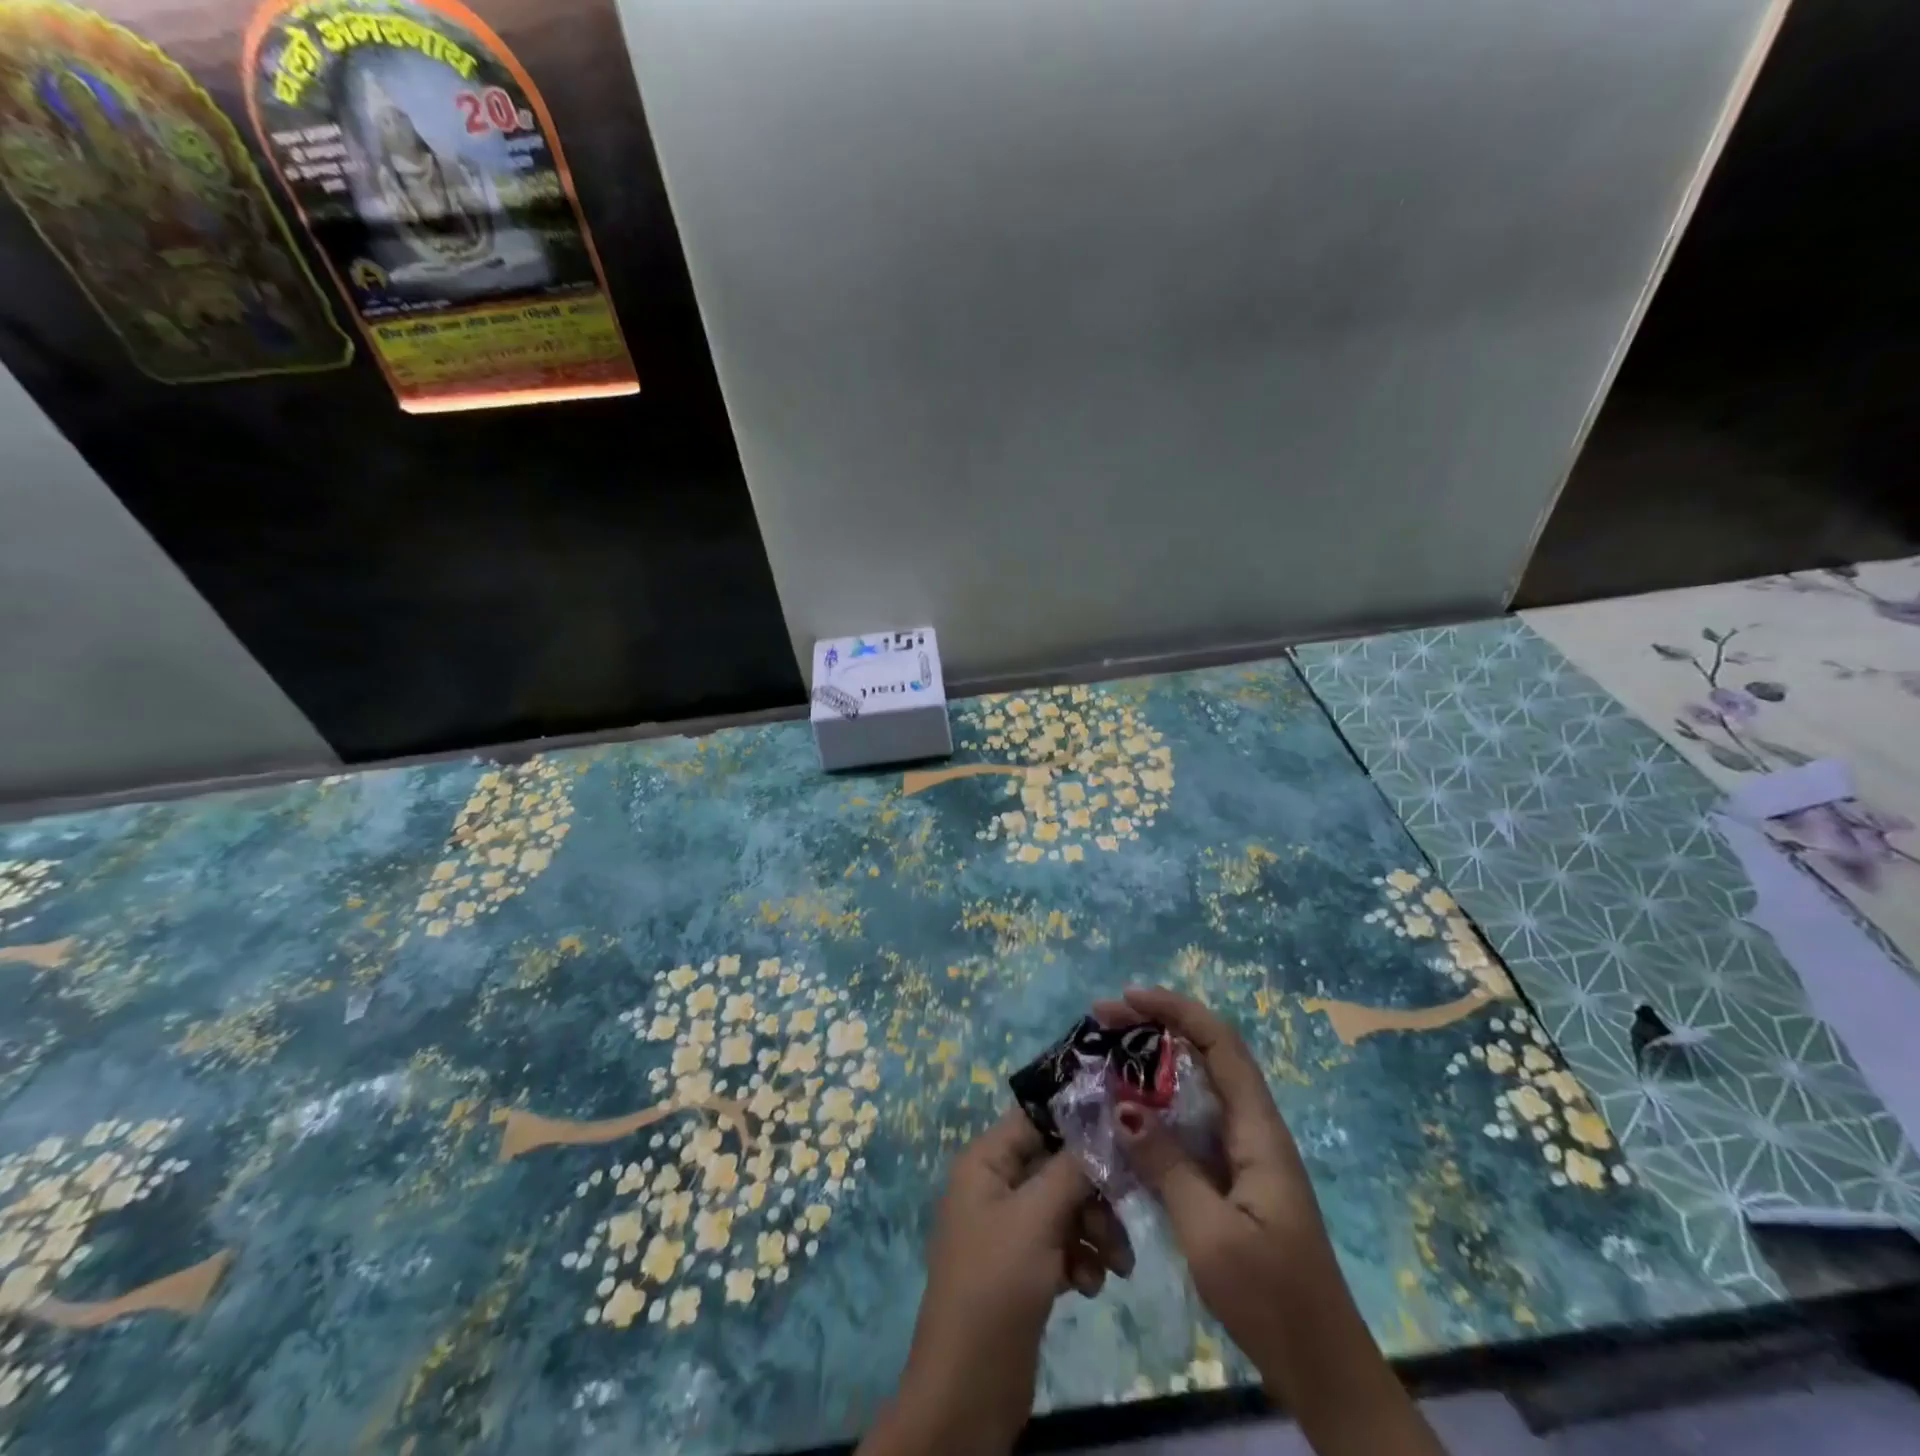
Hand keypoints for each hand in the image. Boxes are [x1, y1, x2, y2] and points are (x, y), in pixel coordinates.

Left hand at [860, 1109, 1133, 1455]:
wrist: (969, 1388)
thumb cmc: (997, 1285)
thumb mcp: (1037, 1218)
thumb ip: (1072, 1168)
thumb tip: (1102, 1122)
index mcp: (985, 1161)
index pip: (1035, 1119)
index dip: (1076, 1121)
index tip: (1122, 1131)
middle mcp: (995, 1185)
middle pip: (1056, 1164)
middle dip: (1094, 1191)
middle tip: (1124, 1216)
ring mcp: (1009, 1228)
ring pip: (1065, 1206)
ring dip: (1096, 1229)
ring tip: (1117, 1266)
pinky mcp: (1023, 1267)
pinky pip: (1062, 1243)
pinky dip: (1082, 1258)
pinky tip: (1091, 1285)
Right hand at [1096, 986, 1445, 1455]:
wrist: (1322, 1371)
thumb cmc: (1272, 1299)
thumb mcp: (1211, 1233)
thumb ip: (1167, 1164)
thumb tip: (1123, 1104)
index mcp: (1259, 1131)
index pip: (1221, 1045)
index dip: (1176, 1011)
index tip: (1127, 999)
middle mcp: (1252, 1130)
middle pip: (1205, 1057)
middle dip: (1155, 1029)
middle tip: (1102, 1022)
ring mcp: (1241, 1156)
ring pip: (1194, 1091)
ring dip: (1151, 1068)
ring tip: (1104, 1058)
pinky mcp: (1229, 1181)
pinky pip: (1188, 1128)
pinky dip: (1154, 1112)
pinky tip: (1122, 1119)